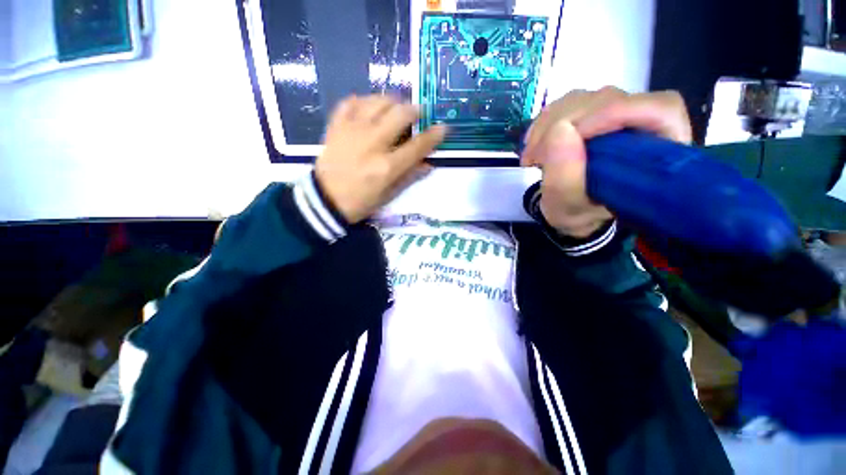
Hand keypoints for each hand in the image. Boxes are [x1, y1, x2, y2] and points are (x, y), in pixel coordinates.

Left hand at [315, 95, 446, 223]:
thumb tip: (429, 164)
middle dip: (414, 109)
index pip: (417, 146)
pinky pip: (350, 102)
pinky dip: (363, 101)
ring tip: (395, 108)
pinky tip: (368, 107)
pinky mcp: (336, 126)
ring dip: (391, 101)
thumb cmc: (360, 202)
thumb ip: (409, 178)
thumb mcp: (389, 196)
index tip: (443, 127)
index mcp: (387, 167)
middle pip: (399, 114)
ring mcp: (352, 131)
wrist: (324, 200)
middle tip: (418, 113)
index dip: (434, 135)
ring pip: (377, 101)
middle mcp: (372, 144)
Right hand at [521, 86, 691, 237]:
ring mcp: (615, 116)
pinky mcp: (591, 113)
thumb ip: (566, 178)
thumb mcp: (568, 207)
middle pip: (611, 99)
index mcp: (659, 154)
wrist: (568, 208)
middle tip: (536, 155)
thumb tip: (559, 130)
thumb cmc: (577, 213)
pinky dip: (543, 122)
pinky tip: (532, 144)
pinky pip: (566, 104)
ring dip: (548, 124)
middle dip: (564, 123)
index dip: (614, 112)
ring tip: (532, 156)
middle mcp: (643, 126)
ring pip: (584, 98)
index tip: (569, 134)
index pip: (659, 110)